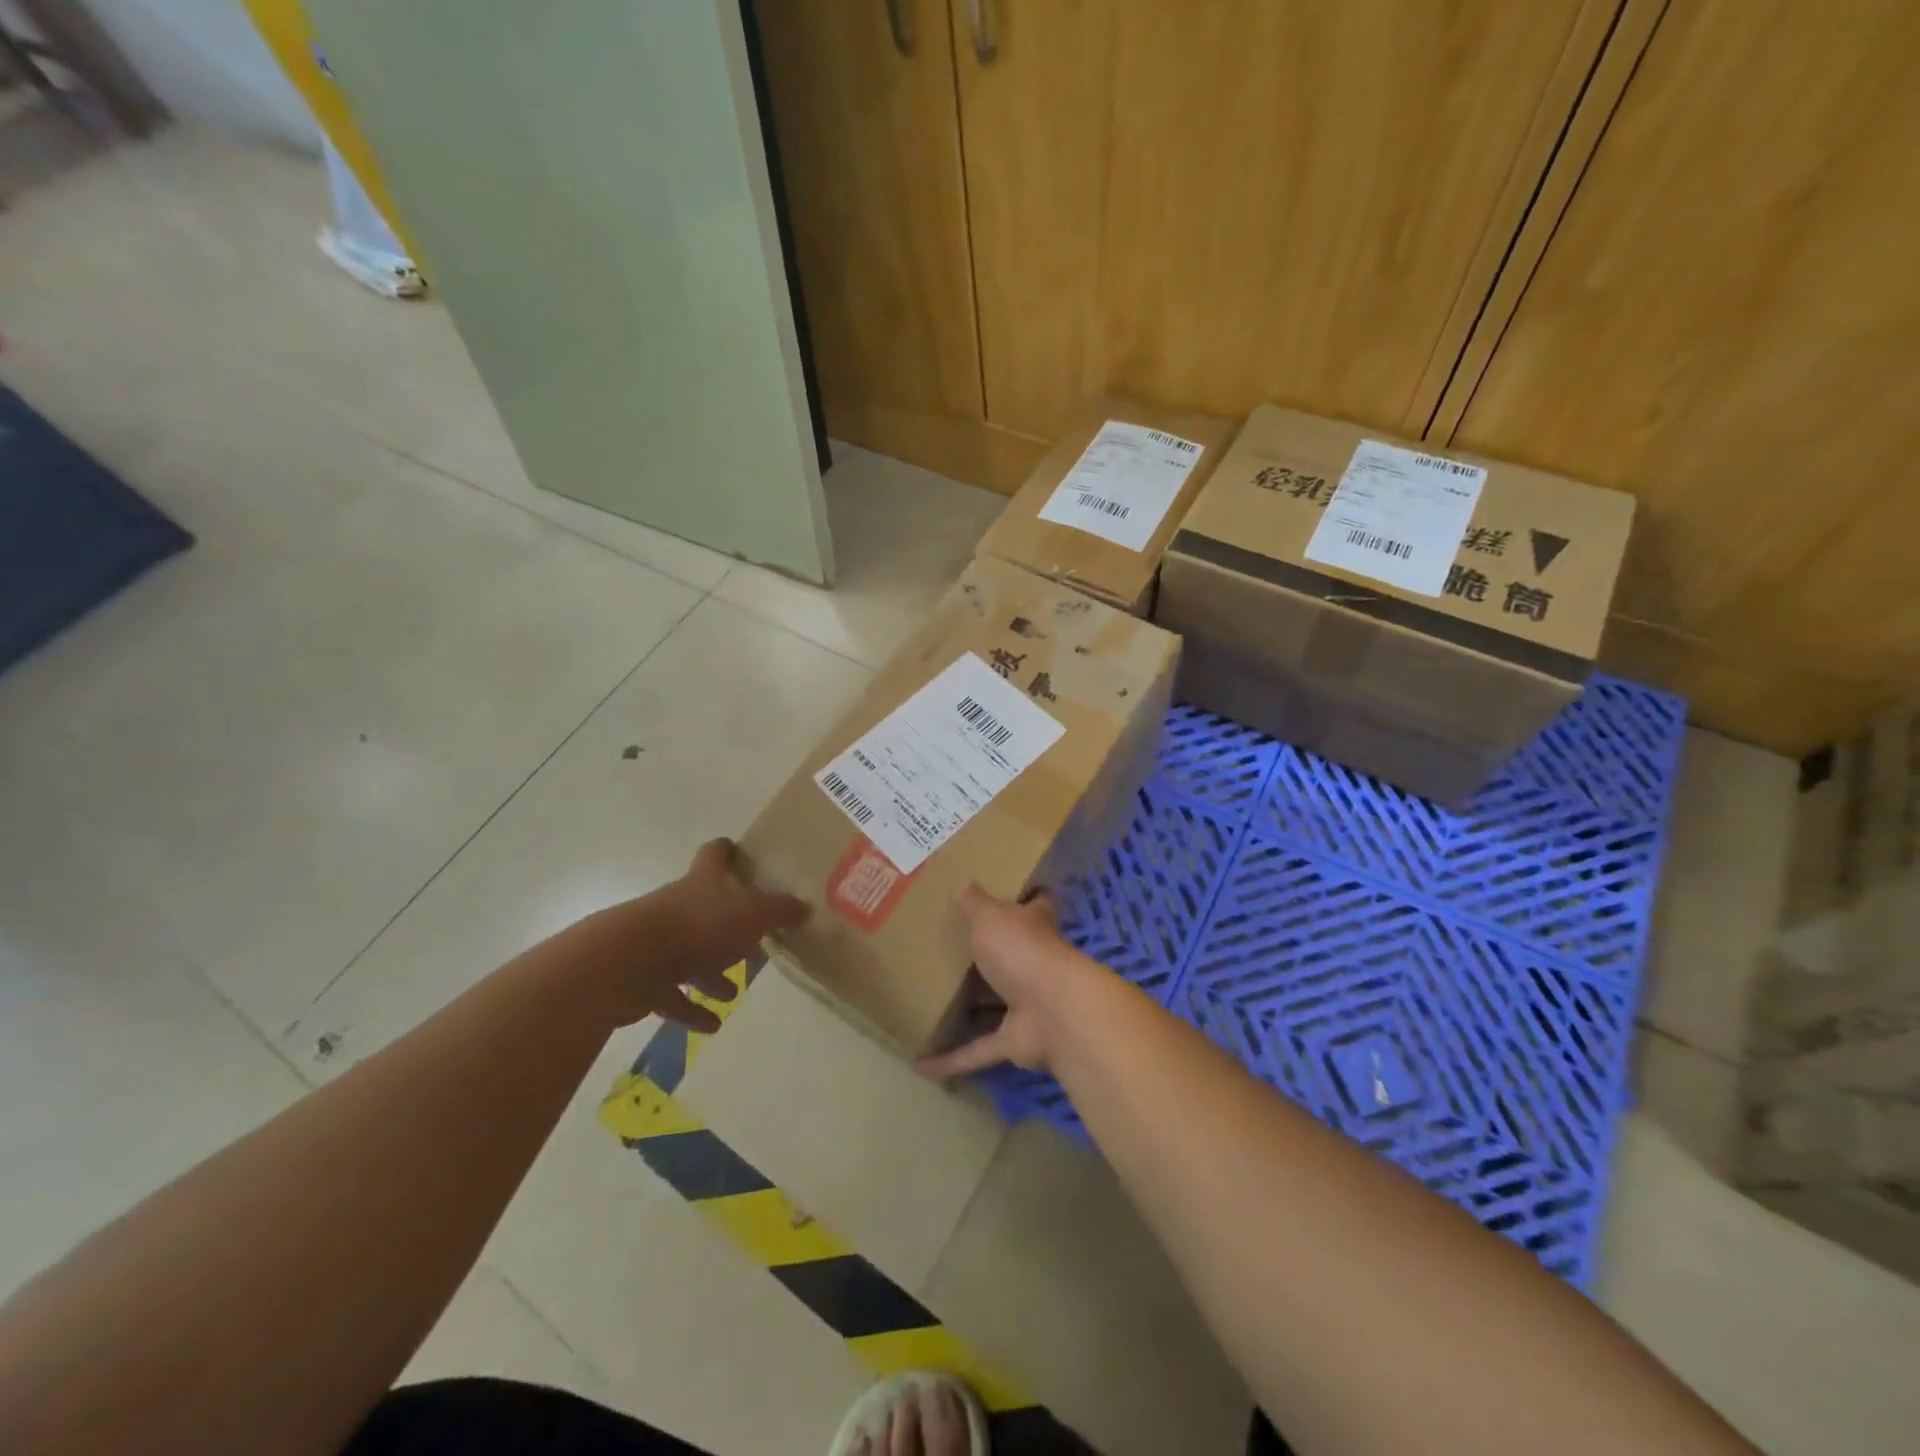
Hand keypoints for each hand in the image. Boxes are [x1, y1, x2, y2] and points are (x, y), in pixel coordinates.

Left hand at [577, 839, 807, 1031]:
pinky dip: (691, 1009)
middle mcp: (679, 905)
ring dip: (710, 972)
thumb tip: (805, 907)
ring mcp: (658, 942)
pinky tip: (711, 1025)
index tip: (739, 853)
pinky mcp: (644, 978)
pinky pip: (673, 995)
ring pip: (690, 954)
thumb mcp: (753, 915)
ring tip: (733, 992)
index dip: (727, 851)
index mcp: (703, 882)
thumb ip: (780, 911)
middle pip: (705, 908)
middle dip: (729, 924)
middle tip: (754, 939)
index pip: (715, 854)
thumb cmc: (699, 927)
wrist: (629, 962)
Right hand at [916, 883, 1104, 1078]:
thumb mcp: (991, 916)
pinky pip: (979, 1051)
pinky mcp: (1016, 1041)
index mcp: (1033, 927)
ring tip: (931, 1005)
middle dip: (987, 959)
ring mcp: (1027, 1004)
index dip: (1024, 898)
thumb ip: (975, 903)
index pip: (1036, 905)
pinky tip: (921, 1065)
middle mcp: (1034, 963)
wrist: (1053, 1010)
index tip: (1002, 894)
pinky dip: (953, 1059)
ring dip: (970, 1011)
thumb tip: (964, 882)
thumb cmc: (1022, 950)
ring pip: (995, 1006)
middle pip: (1011, 957)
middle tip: (947, 953)